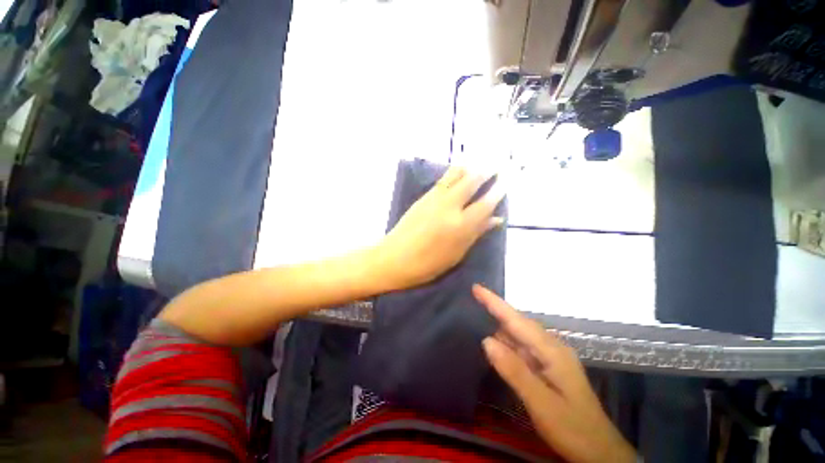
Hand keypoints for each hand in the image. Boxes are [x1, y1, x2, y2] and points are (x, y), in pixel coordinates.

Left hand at [374, 166, 504, 289]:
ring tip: (479, 162)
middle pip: (471, 182)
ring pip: (455, 175)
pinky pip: (443, 180)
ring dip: (469, 167)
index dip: (498, 191)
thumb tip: (496, 219)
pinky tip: (459, 171)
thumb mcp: (456, 254)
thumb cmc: (427, 264)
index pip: (485, 203)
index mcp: (460, 225)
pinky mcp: (423, 197)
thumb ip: (476, 233)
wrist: (393, 258)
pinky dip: (454, 173)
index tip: (506, 180)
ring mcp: (434, 199)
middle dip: (486, 171)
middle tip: (496, 164)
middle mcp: (449, 206)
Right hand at [473, 285, 636, 462]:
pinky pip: (523, 347)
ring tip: (478, 319)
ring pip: (520, 334)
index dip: (495, 302)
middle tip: (473, 301)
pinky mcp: (548, 366)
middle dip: (495, 310)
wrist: (600, 452)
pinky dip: (508, 343)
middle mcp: (551, 347)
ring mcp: (551, 356)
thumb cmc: (573, 428)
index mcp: (552, 350)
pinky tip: (498, 347)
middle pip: (518, 322)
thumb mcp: (541, 403)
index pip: (517, 320)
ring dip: (500, 327)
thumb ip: (514, 370)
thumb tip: (486, 340)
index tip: (476, 288)